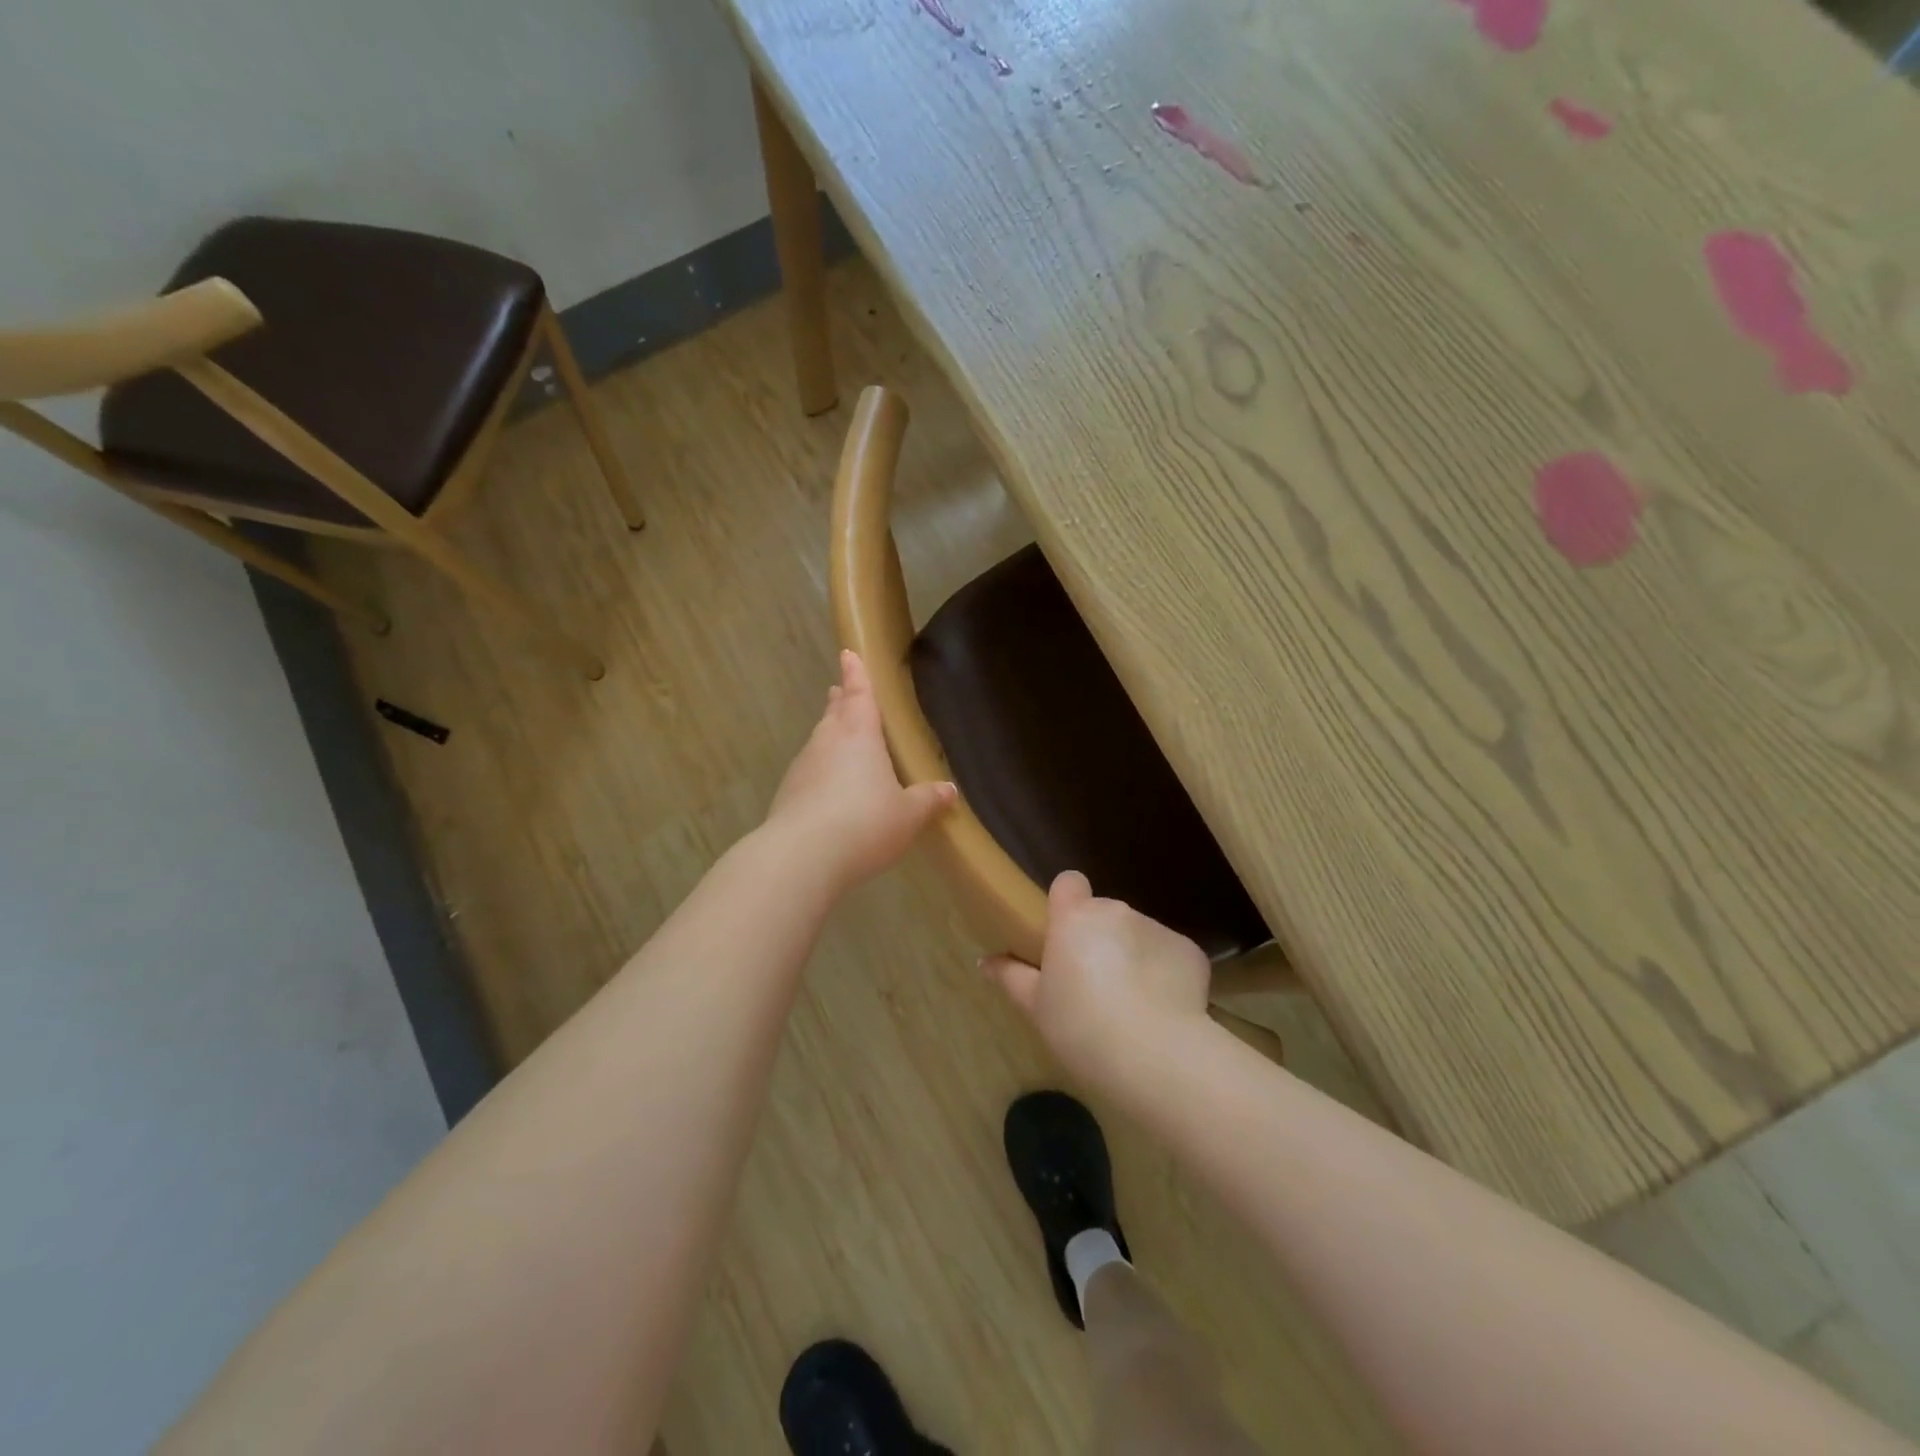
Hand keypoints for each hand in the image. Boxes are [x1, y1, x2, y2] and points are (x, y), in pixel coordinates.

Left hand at [765, 651, 956, 893]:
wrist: (801, 857)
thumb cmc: (864, 823)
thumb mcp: (908, 815)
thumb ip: (928, 800)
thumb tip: (949, 790)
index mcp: (859, 735)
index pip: (859, 693)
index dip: (856, 673)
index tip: (848, 653)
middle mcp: (827, 742)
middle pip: (835, 713)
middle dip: (841, 701)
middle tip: (843, 692)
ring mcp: (803, 767)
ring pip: (820, 741)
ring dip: (830, 735)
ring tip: (842, 740)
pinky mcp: (787, 794)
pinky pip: (810, 772)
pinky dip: (821, 772)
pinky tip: (830, 791)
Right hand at [984, 871, 1212, 1084]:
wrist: (1156, 1057)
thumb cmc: (1082, 1028)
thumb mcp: (1036, 1008)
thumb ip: (1011, 976)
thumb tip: (985, 962)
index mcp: (1075, 918)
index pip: (1069, 882)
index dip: (1066, 903)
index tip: (1062, 935)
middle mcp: (1116, 911)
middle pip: (1103, 914)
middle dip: (1098, 939)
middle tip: (1092, 984)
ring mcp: (1156, 927)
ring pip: (1136, 934)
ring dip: (1130, 954)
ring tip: (1130, 1003)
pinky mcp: (1189, 950)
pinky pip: (1167, 954)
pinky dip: (1162, 972)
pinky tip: (1161, 1008)